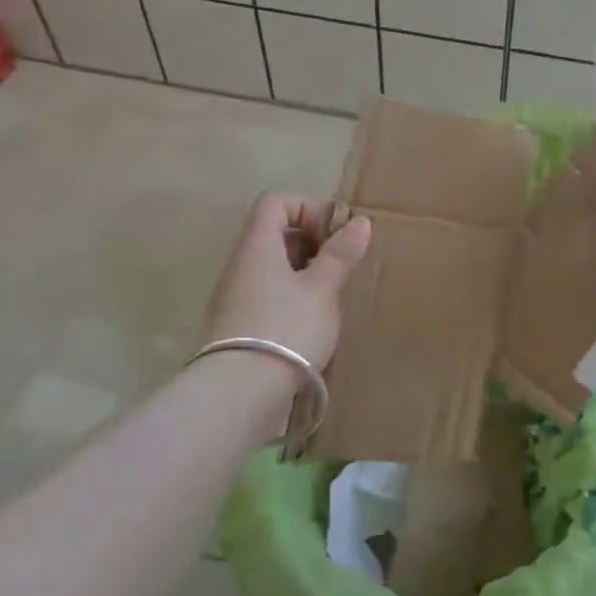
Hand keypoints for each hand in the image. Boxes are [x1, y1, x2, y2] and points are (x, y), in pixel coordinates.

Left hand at [200, 194, 371, 371]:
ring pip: (272, 266)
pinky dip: (291, 295)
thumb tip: (359, 221)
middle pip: (274, 233)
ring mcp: (235, 295)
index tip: (333, 236)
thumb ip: (340, 254)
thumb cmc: (286, 328)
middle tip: (339, 265)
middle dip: (311, 242)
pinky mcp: (238, 324)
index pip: (276, 202)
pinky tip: (311, 320)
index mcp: (258, 245)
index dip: (308, 209)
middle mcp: (241, 263)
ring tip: (330, 295)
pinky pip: (267, 293)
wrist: (239, 393)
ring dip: (304, 271)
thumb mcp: (322, 289)